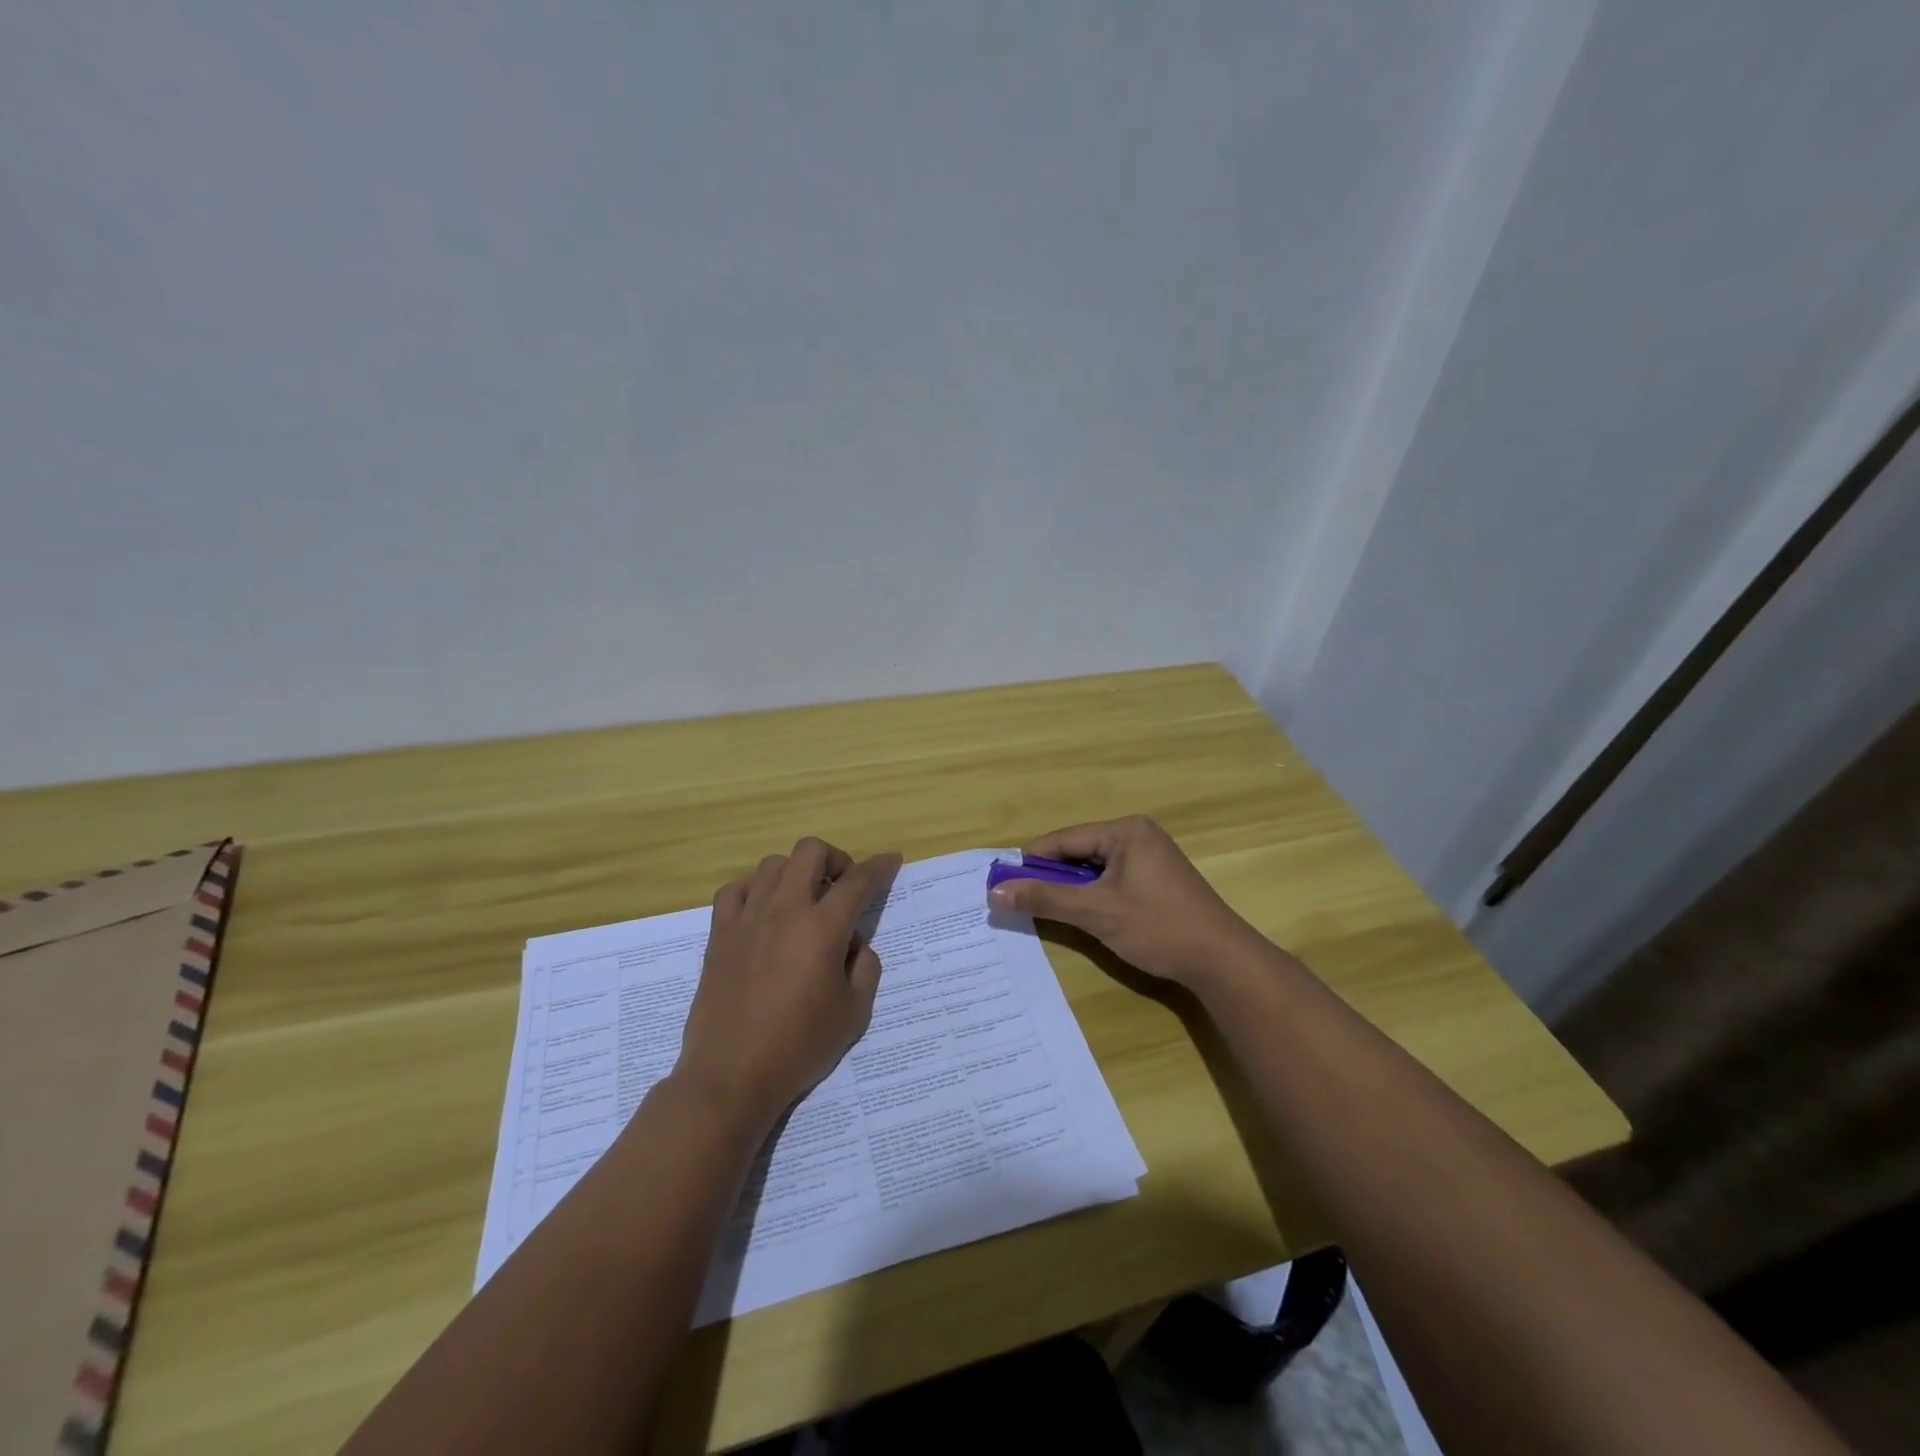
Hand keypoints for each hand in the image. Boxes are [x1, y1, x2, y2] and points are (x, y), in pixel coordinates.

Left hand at [675, 838, 901, 1130]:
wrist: (731, 1076)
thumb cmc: (799, 1047)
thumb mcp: (854, 1013)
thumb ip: (865, 968)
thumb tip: (853, 942)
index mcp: (822, 928)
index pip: (858, 880)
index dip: (880, 866)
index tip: (891, 860)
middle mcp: (785, 910)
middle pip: (810, 851)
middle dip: (835, 858)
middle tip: (842, 886)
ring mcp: (747, 918)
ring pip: (773, 864)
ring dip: (796, 872)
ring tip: (803, 900)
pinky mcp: (719, 934)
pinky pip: (735, 889)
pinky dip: (755, 888)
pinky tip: (764, 909)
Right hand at [986, 815, 1262, 990]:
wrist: (1222, 961)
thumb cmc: (1157, 927)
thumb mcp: (1096, 912)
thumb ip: (1045, 899)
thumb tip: (995, 891)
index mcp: (1125, 831)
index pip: (1064, 840)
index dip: (1031, 861)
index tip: (1000, 880)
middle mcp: (1138, 835)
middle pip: (1079, 852)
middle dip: (1050, 876)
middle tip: (1018, 898)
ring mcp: (1150, 858)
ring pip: (1094, 868)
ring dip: (1070, 888)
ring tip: (1042, 909)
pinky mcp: (1157, 881)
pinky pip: (1111, 880)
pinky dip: (1092, 895)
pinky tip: (1079, 914)